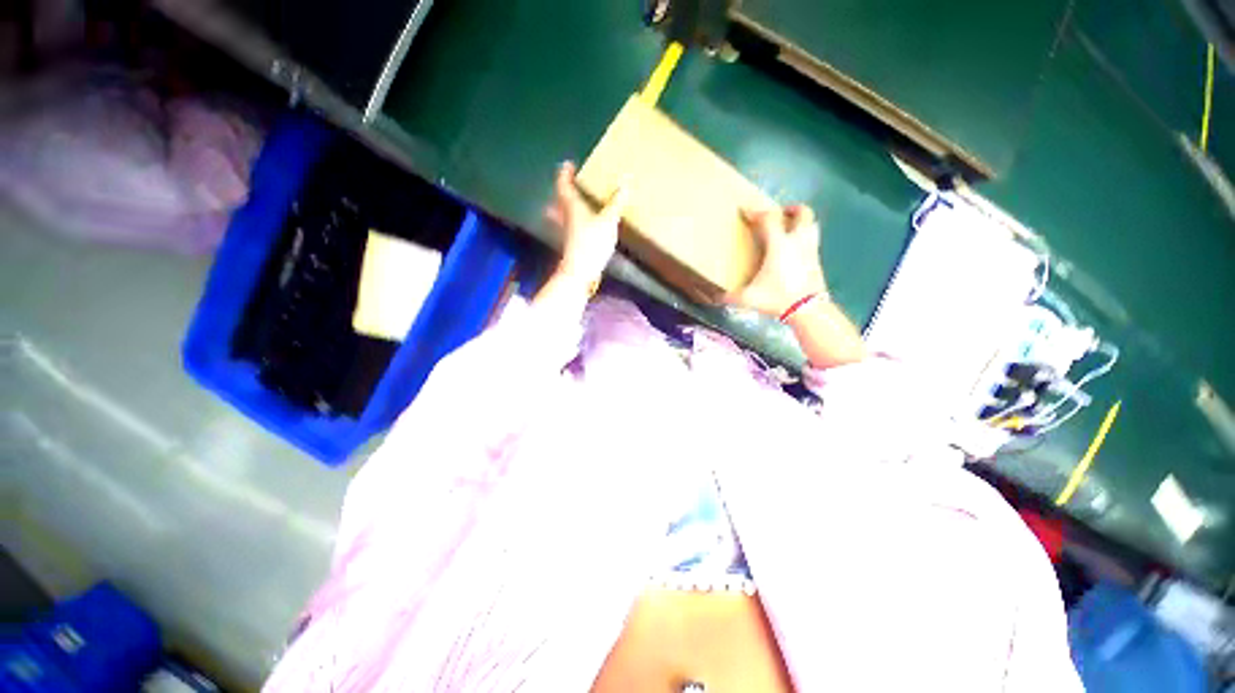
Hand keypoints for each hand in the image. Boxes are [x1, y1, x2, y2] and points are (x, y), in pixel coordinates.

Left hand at [544, 161, 626, 289]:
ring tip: (575, 203)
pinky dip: (574, 222)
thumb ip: (616, 203)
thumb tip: (625, 183)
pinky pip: (570, 227)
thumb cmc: (592, 243)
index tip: (569, 164)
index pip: (564, 185)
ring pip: (562, 214)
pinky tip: (583, 226)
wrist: (580, 272)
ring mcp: (567, 232)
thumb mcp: (608, 221)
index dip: (565, 174)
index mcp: (572, 206)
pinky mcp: (571, 244)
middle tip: (571, 184)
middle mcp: (565, 216)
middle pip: (560, 200)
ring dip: (565, 207)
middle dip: (564, 191)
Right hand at [727, 205, 827, 316]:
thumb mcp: (749, 298)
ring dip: (801, 223)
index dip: (755, 212)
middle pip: (802, 213)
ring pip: (812, 225)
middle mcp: (797, 241)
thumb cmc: (778, 298)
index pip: (768, 218)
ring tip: (788, 230)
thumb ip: (731, 297)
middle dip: (790, 209)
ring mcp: (811, 250)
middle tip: (777, 215)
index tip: (745, 211)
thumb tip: (716, 298)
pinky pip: (812, 241)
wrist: (808, 310)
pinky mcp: (817, 261)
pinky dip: (804, 239)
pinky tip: (794, 251)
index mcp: (779, 245)